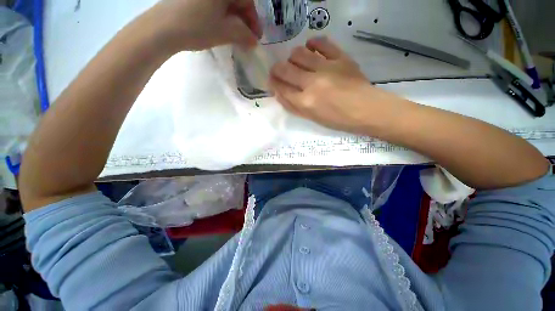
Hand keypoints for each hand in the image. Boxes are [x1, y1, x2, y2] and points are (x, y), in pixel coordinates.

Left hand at [151, 0, 261, 50]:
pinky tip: (221, 27)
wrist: (162, 28)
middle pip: (237, 0)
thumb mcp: (225, 32)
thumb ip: (244, 35)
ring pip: (225, 3)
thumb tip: (254, 40)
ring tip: (235, 36)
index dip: (254, 20)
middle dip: (244, 20)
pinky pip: (214, 4)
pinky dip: (221, 15)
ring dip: (234, 19)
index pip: (247, 1)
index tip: (256, 37)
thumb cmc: (197, 27)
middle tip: (247, 38)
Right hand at [269, 37, 408, 133]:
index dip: (273, 83)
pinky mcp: (340, 57)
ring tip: (296, 62)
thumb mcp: (312, 118)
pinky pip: (322, 42)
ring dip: (292, 57)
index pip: (281, 88)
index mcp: (305, 102)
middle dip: (277, 69)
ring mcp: (326, 68)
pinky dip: (313, 43)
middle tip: (279, 70)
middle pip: (285, 69)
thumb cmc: (337, 119)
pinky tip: (311, 48)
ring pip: (299, 53)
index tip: (272, 80)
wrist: (366, 110)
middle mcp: (312, 83)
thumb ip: (294, 106)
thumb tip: (279, 92)